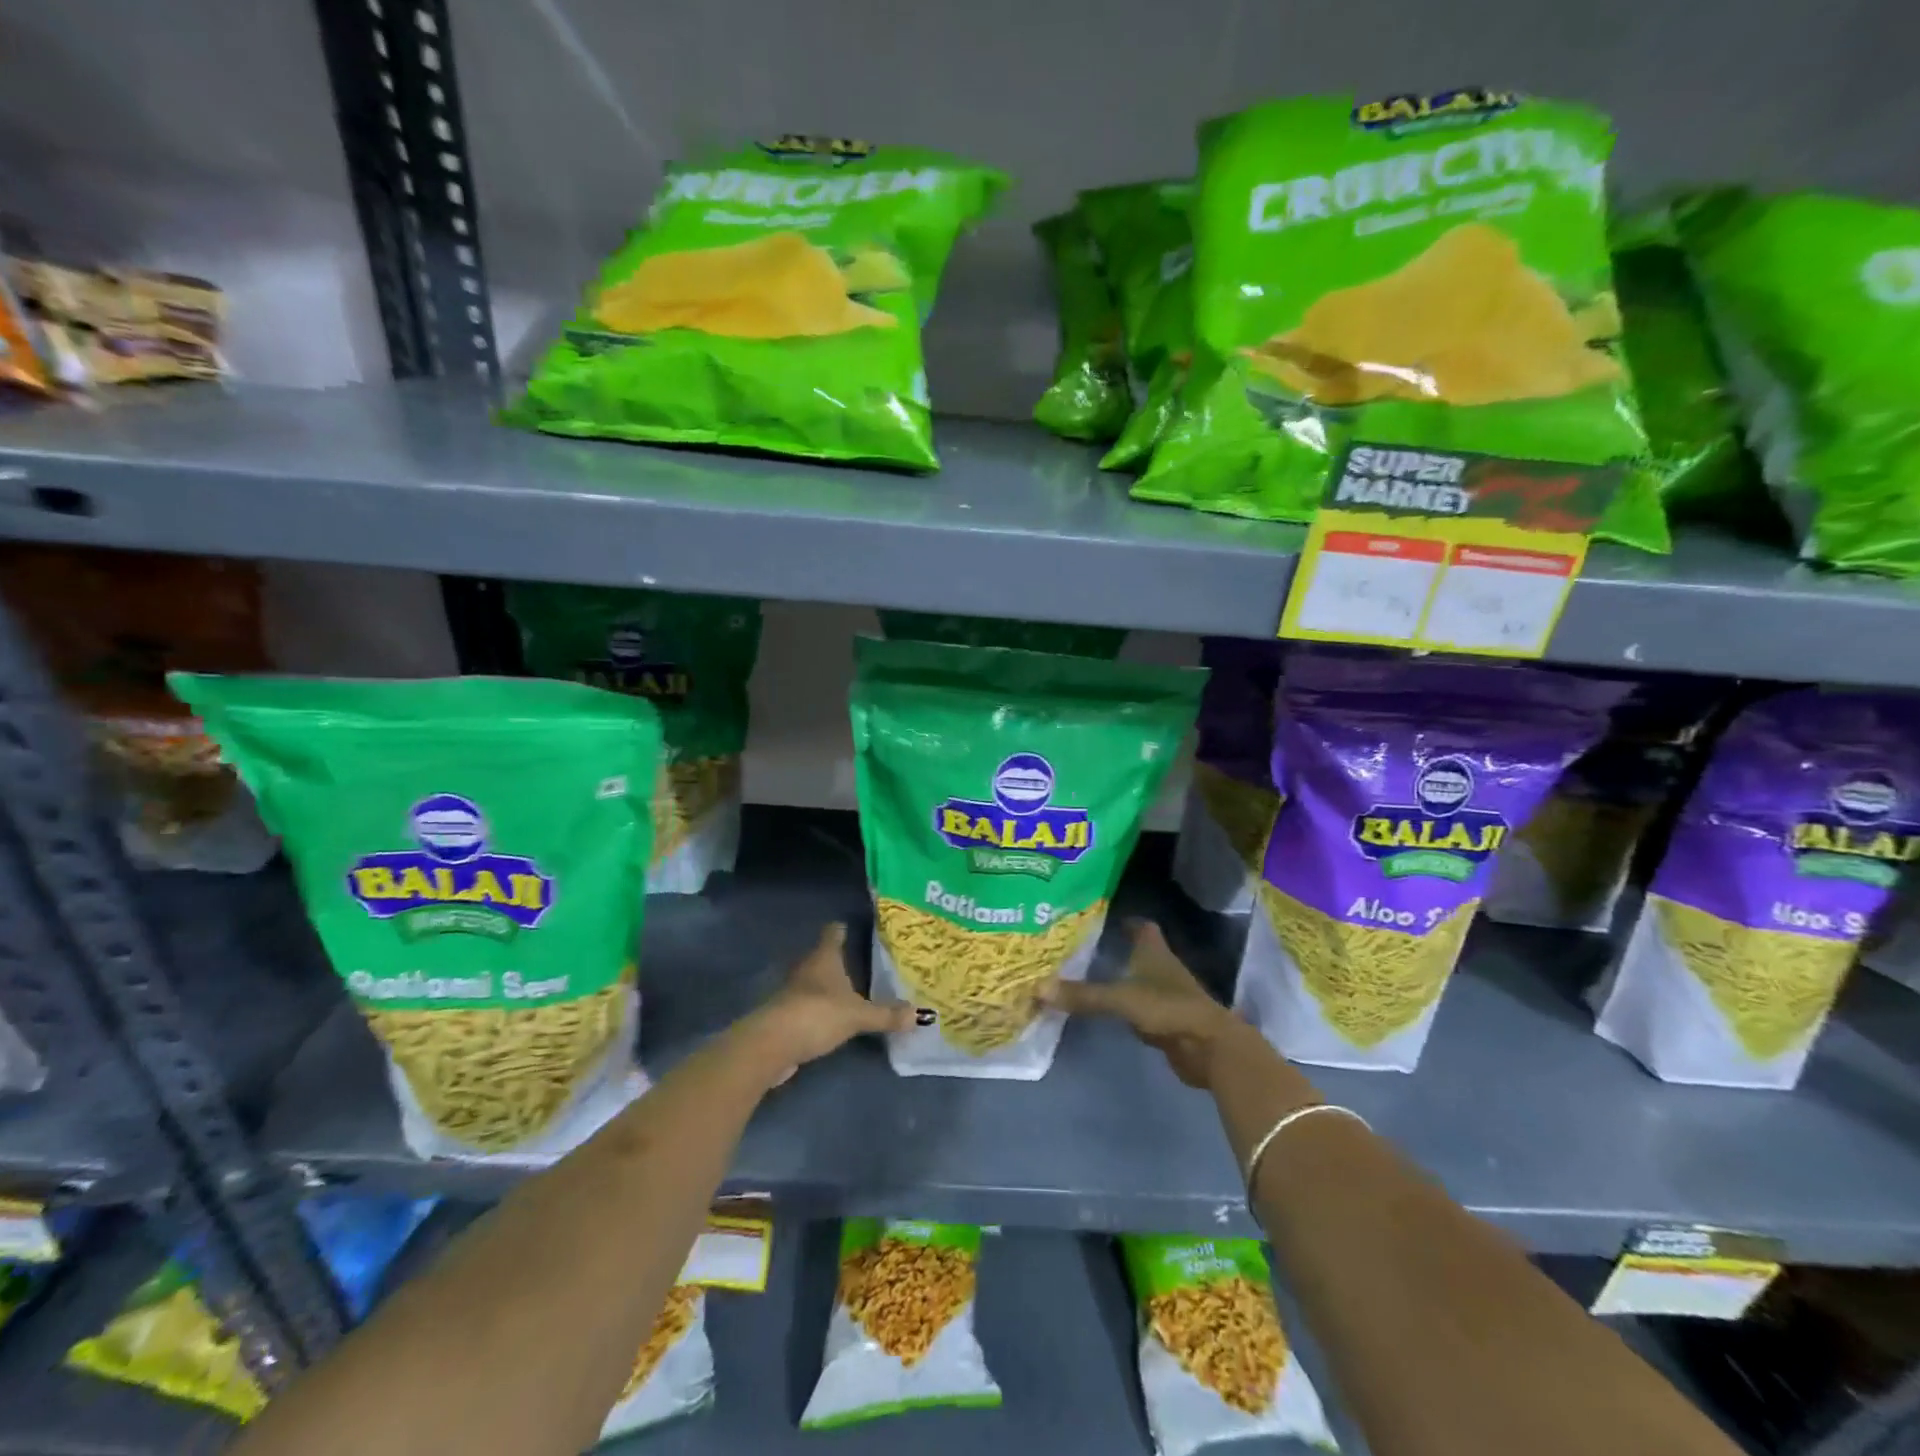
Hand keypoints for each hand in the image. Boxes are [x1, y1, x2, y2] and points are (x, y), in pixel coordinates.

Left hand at [741, 923, 911, 1086]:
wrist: (771, 1044)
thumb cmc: (817, 1014)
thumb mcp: (858, 1015)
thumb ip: (886, 1015)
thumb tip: (921, 1015)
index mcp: (823, 958)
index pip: (832, 933)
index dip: (841, 929)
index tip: (850, 927)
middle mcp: (805, 969)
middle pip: (820, 957)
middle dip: (836, 960)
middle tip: (858, 961)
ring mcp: (791, 992)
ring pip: (811, 982)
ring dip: (825, 986)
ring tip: (846, 991)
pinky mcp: (783, 1015)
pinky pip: (805, 1006)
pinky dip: (816, 1009)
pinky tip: (829, 1018)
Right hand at [1041, 920, 1244, 1088]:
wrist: (1210, 1048)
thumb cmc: (1168, 1008)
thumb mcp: (1121, 999)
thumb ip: (1083, 995)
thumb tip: (1038, 989)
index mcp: (1154, 951)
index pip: (1140, 926)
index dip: (1123, 921)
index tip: (1099, 918)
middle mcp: (1162, 967)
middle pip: (1138, 951)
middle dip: (1115, 948)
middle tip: (1081, 947)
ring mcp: (1167, 995)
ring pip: (1138, 979)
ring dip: (1119, 978)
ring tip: (1086, 975)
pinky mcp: (1167, 1021)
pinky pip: (1140, 1007)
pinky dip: (1125, 1006)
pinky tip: (1106, 1009)